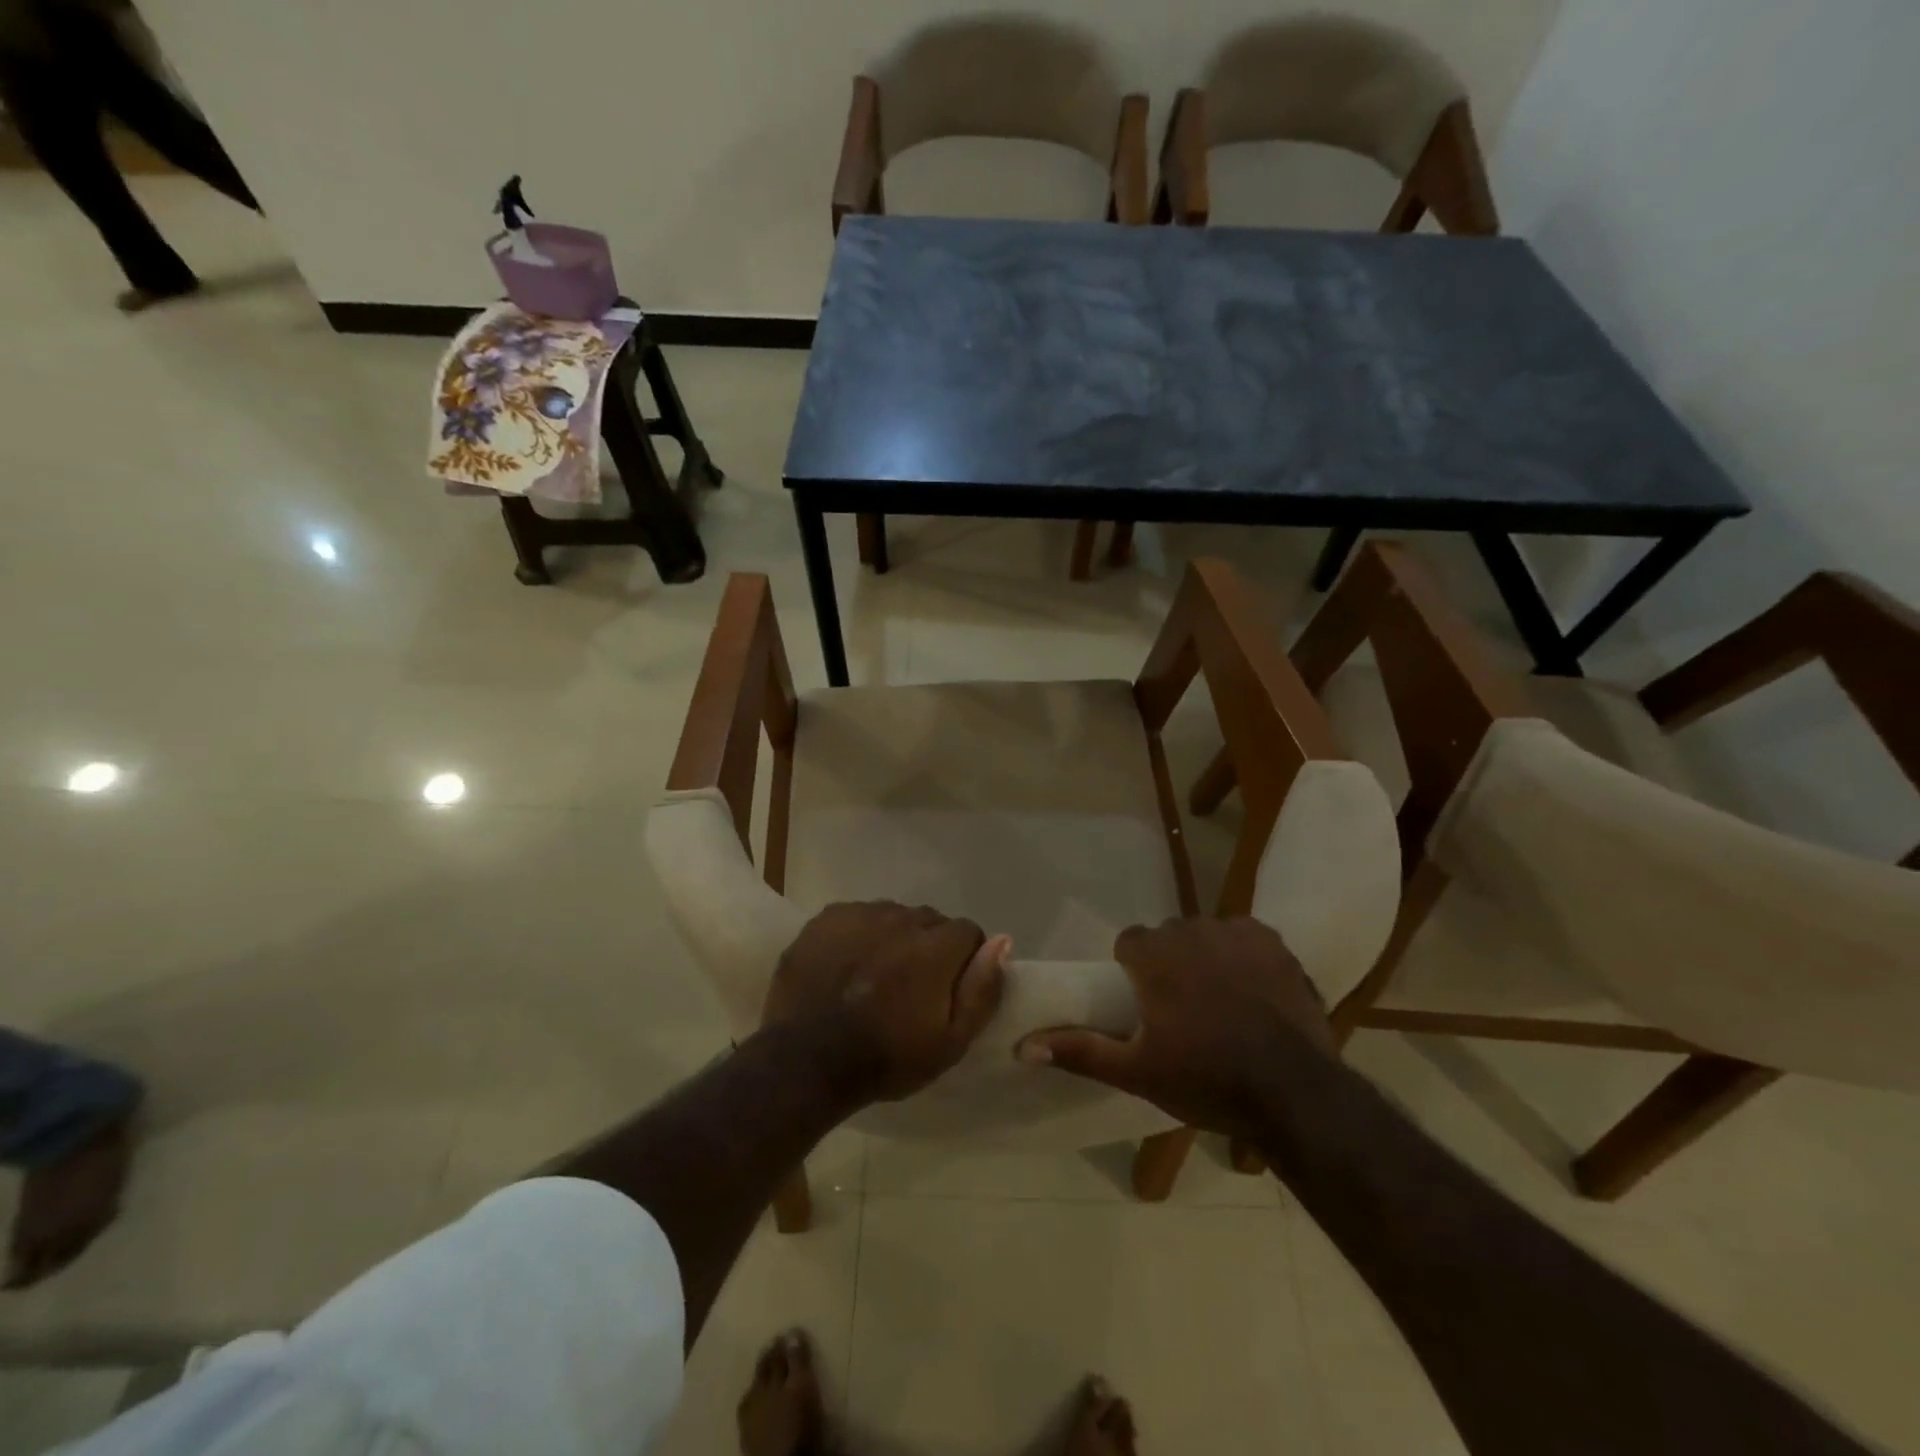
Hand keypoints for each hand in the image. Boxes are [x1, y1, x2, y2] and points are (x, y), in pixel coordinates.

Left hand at [763, 902, 1008, 1102]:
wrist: (806, 1060)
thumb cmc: (886, 1058)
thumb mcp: (950, 1042)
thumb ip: (982, 989)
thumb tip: (1003, 941)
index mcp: (935, 947)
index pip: (968, 932)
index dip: (964, 960)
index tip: (949, 988)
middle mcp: (901, 918)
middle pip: (929, 921)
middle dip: (928, 946)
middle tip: (911, 986)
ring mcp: (860, 914)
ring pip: (892, 916)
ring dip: (892, 938)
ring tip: (874, 976)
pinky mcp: (827, 918)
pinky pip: (857, 916)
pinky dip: (858, 935)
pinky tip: (846, 966)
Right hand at [1015, 917, 1333, 1138]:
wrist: (1293, 1094)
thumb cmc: (1206, 1080)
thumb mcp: (1137, 1072)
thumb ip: (1080, 1051)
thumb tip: (1022, 1045)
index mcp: (1155, 957)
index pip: (1130, 942)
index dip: (1134, 970)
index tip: (1146, 1003)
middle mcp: (1192, 931)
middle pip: (1169, 936)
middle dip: (1171, 963)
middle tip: (1183, 1009)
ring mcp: (1237, 934)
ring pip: (1207, 934)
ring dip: (1206, 957)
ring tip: (1221, 1002)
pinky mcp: (1274, 943)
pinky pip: (1245, 937)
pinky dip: (1243, 956)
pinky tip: (1253, 990)